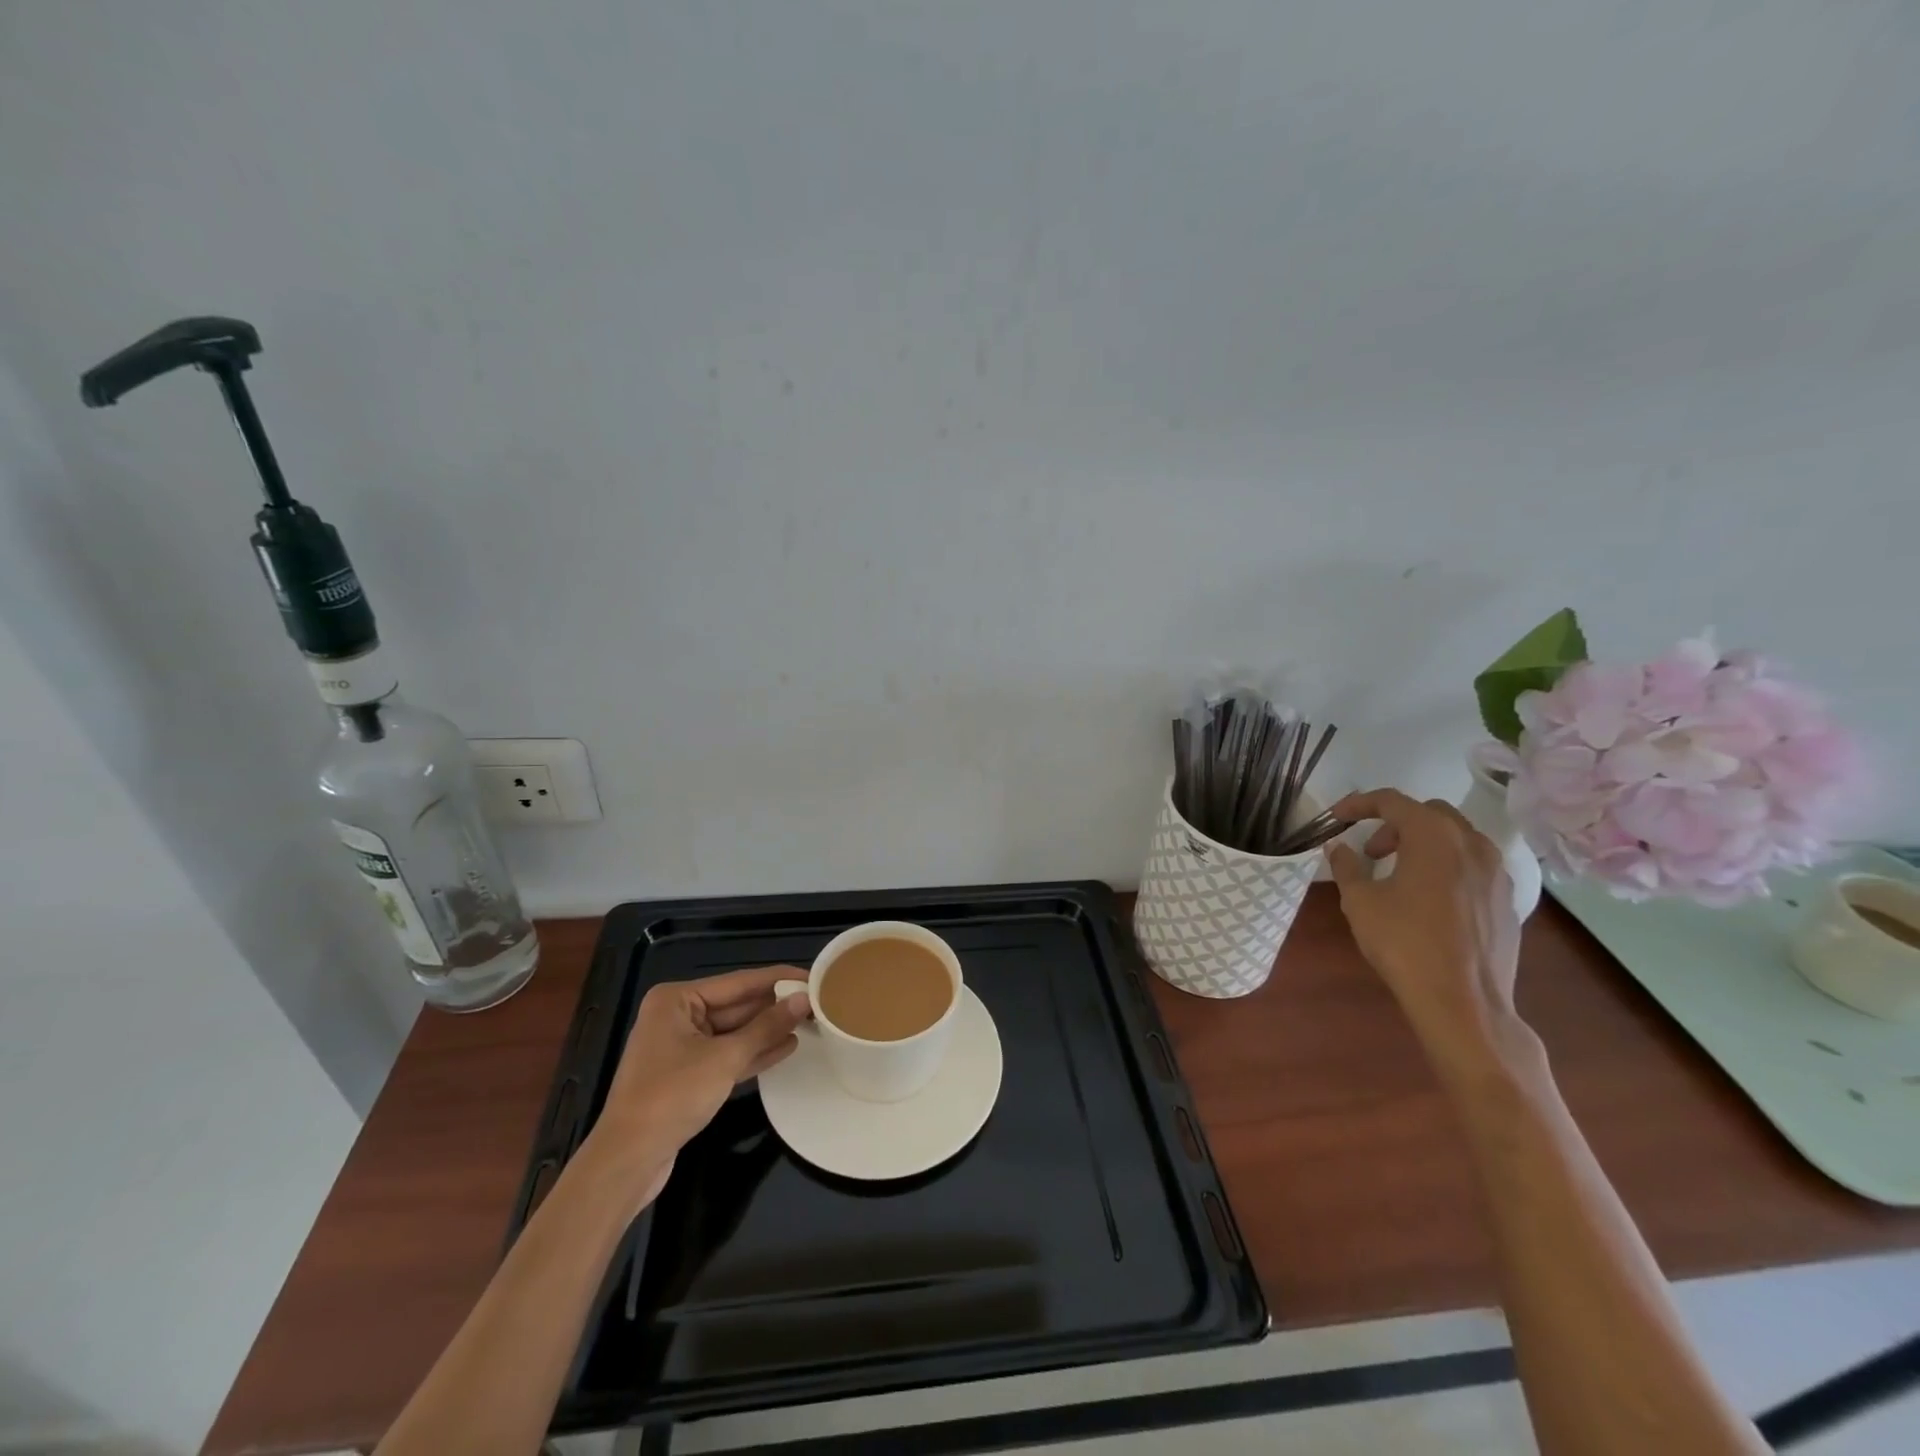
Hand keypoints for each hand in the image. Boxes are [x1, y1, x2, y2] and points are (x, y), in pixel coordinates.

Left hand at [580, 967, 810, 1204]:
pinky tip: (787, 1047)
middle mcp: (677, 1016)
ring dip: (769, 1030)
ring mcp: (682, 1047)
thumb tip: (803, 1001)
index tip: (814, 976)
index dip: (778, 979)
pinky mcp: (688, 1076)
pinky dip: (754, 1052)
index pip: (739, 982)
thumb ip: (766, 1027)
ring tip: (810, 1023)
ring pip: (735, 1032)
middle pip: (737, 1005)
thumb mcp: (725, 1058)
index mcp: (677, 1000)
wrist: (628, 1161)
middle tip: (818, 1002)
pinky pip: (728, 1055)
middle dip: (775, 1006)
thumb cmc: (672, 1096)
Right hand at [1326, 789, 1532, 1081]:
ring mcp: (1497, 873)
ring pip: (1457, 838)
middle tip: (1371, 851)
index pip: (1393, 801)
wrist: (1464, 1003)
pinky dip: (1447, 867)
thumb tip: (1339, 848)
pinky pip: (1474, 866)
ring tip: (1399, 874)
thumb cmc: (1404, 944)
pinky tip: (1429, 899)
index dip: (1359, 804)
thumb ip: (1347, 867)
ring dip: (1424, 844)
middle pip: (1430, 813)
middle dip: (1396, 823)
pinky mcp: (1507, 901)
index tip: (1336, 818)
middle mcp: (1472, 845)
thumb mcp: (1360, 902)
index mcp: (1434, 837)